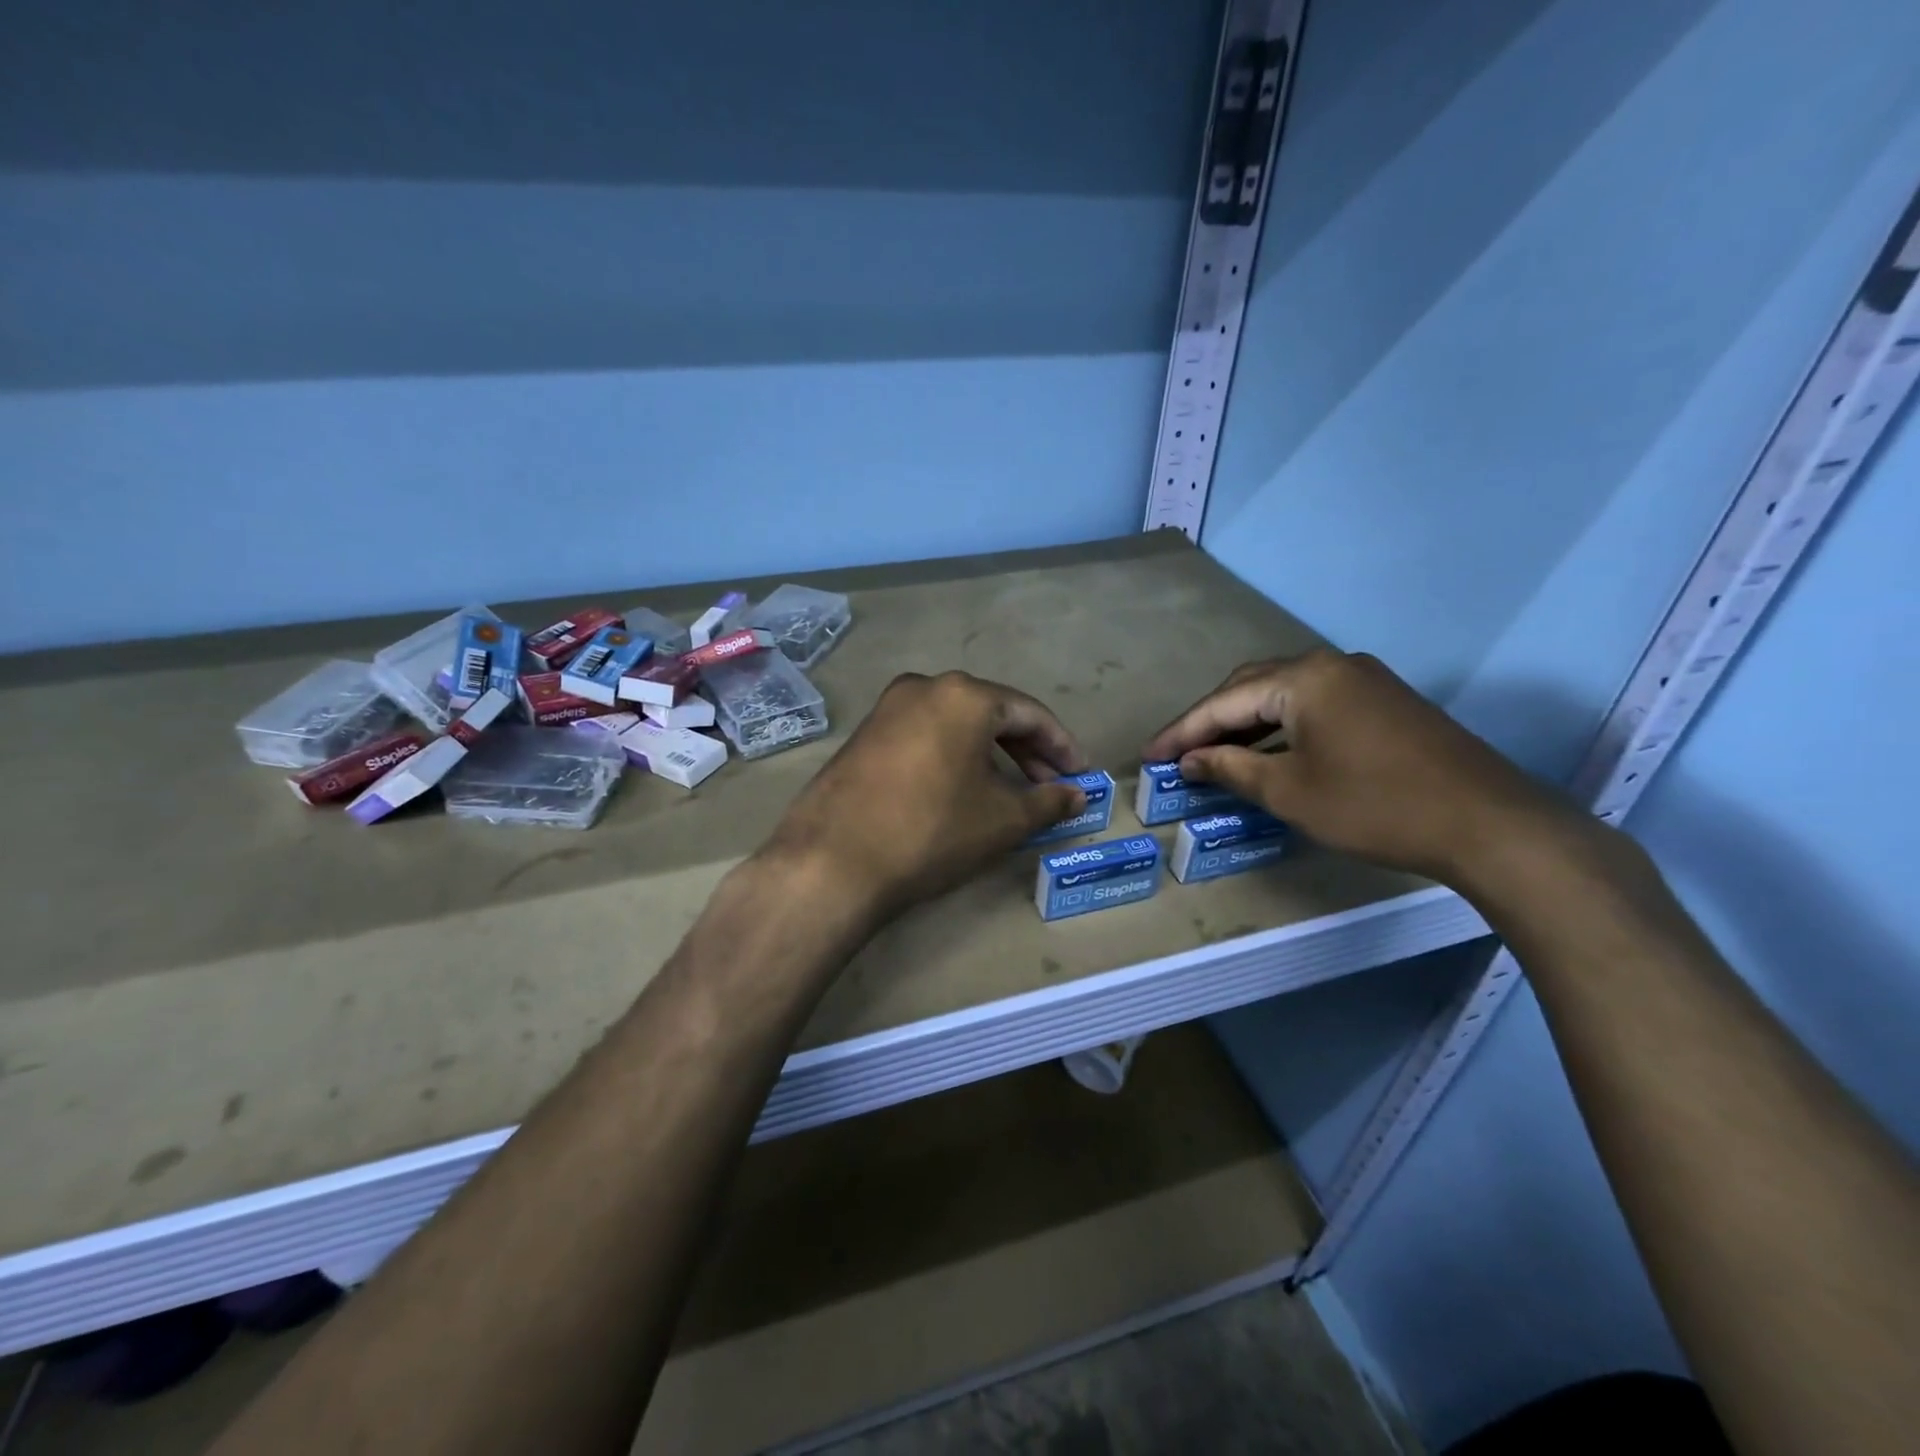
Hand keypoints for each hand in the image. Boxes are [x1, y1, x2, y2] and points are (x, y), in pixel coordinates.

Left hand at [767, 671, 1088, 924]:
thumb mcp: (1002, 820)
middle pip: (992, 713)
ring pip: (956, 724)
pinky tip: (962, 788)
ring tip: (1010, 792)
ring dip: (990, 754)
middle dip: (1026, 750)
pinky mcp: (864, 734)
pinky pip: (925, 735)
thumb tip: (1077, 795)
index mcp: (965, 695)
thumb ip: (1048, 801)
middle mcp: (925, 686)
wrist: (833, 861)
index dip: (1061, 746)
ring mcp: (888, 708)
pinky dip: (953, 756)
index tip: (1080, 775)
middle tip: (1049, 786)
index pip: (1030, 714)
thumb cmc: (932, 831)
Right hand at [1142, 649, 1581, 885]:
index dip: (1181, 731)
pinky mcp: (1384, 700)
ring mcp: (1363, 679)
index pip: (1223, 701)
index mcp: (1303, 678)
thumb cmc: (1374, 807)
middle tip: (1178, 753)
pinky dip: (1280, 724)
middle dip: (1210, 720)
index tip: (1148, 756)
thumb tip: (1190, 760)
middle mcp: (1331, 664)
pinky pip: (1313, 703)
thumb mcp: (1290, 792)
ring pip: (1283, 693)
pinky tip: (1268, 750)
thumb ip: (1231, 768)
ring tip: (1213, 753)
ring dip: (1245, 722)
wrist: (1488, 824)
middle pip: (1250, 686)